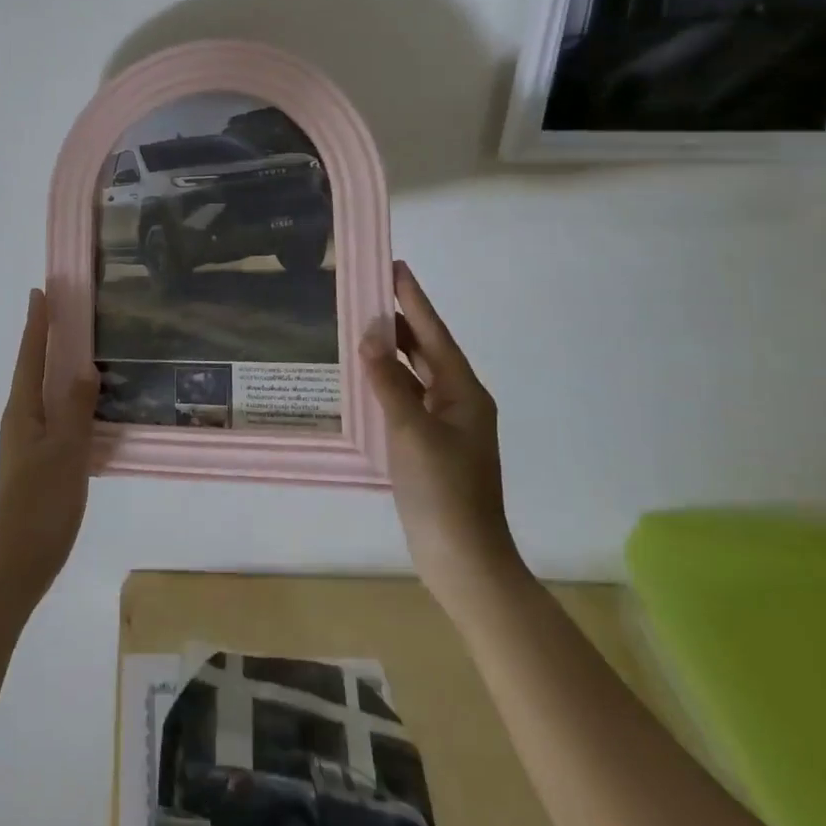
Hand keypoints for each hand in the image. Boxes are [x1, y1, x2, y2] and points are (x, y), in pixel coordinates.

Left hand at [0, 288, 98, 608]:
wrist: (19, 560)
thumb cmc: (41, 502)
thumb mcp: (66, 451)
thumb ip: (76, 408)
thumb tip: (84, 368)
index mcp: (22, 410)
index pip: (30, 355)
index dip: (37, 323)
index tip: (41, 291)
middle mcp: (20, 418)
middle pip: (34, 368)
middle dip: (47, 338)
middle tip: (67, 312)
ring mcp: (27, 440)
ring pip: (45, 393)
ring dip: (59, 368)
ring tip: (82, 350)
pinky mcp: (39, 459)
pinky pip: (56, 415)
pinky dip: (69, 399)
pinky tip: (90, 405)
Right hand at [362, 261, 522, 616]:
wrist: (463, 559)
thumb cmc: (444, 491)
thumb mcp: (411, 431)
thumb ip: (388, 381)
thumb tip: (370, 333)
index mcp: (464, 392)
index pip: (433, 334)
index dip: (414, 299)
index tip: (395, 266)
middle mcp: (458, 401)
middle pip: (426, 350)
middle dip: (400, 320)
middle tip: (367, 291)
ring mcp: (445, 425)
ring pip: (415, 375)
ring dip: (391, 351)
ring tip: (361, 325)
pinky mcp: (430, 445)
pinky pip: (406, 399)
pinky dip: (387, 383)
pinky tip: (365, 378)